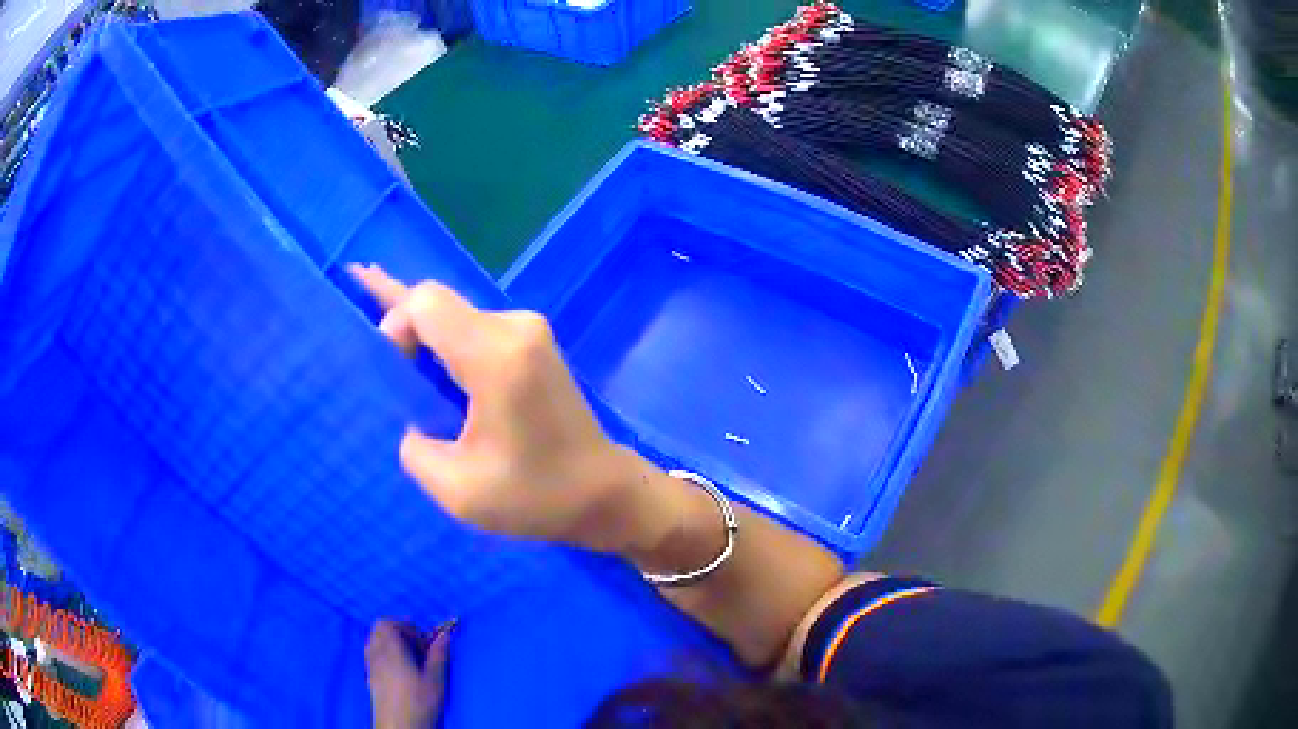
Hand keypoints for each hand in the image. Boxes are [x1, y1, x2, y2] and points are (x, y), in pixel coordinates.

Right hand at [349, 265, 665, 555]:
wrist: (604, 493)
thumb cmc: (535, 497)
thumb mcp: (457, 489)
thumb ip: (413, 446)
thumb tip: (408, 417)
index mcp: (496, 356)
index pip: (425, 304)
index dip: (393, 325)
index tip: (390, 375)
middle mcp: (514, 328)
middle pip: (439, 302)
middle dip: (400, 321)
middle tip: (355, 294)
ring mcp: (529, 331)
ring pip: (456, 315)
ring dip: (421, 330)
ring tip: (376, 312)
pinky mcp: (533, 344)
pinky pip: (475, 329)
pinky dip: (444, 335)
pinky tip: (415, 331)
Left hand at [365, 620, 448, 728]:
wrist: (399, 727)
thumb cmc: (419, 702)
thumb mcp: (435, 680)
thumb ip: (438, 655)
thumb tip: (444, 634)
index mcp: (390, 649)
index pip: (387, 623)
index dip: (406, 626)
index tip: (423, 642)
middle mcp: (375, 653)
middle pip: (379, 629)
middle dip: (398, 632)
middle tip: (418, 648)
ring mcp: (370, 666)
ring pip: (374, 642)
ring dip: (391, 643)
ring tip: (410, 660)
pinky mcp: (369, 678)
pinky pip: (373, 655)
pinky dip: (385, 655)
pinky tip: (400, 672)